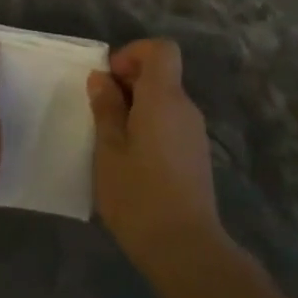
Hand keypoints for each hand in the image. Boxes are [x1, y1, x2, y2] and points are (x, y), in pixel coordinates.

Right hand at [89, 39, 228, 275]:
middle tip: (100, 114)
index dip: (133, 54)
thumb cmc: (138, 195)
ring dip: (137, 108)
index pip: (161, 49)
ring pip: (165, 102)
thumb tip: (103, 78)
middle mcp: (186, 108)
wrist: (185, 248)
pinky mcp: (196, 156)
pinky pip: (171, 124)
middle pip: (162, 75)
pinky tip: (131, 161)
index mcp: (164, 98)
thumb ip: (106, 109)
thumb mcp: (109, 150)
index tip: (109, 80)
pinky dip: (149, 128)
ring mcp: (195, 133)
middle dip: (129, 83)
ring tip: (110, 141)